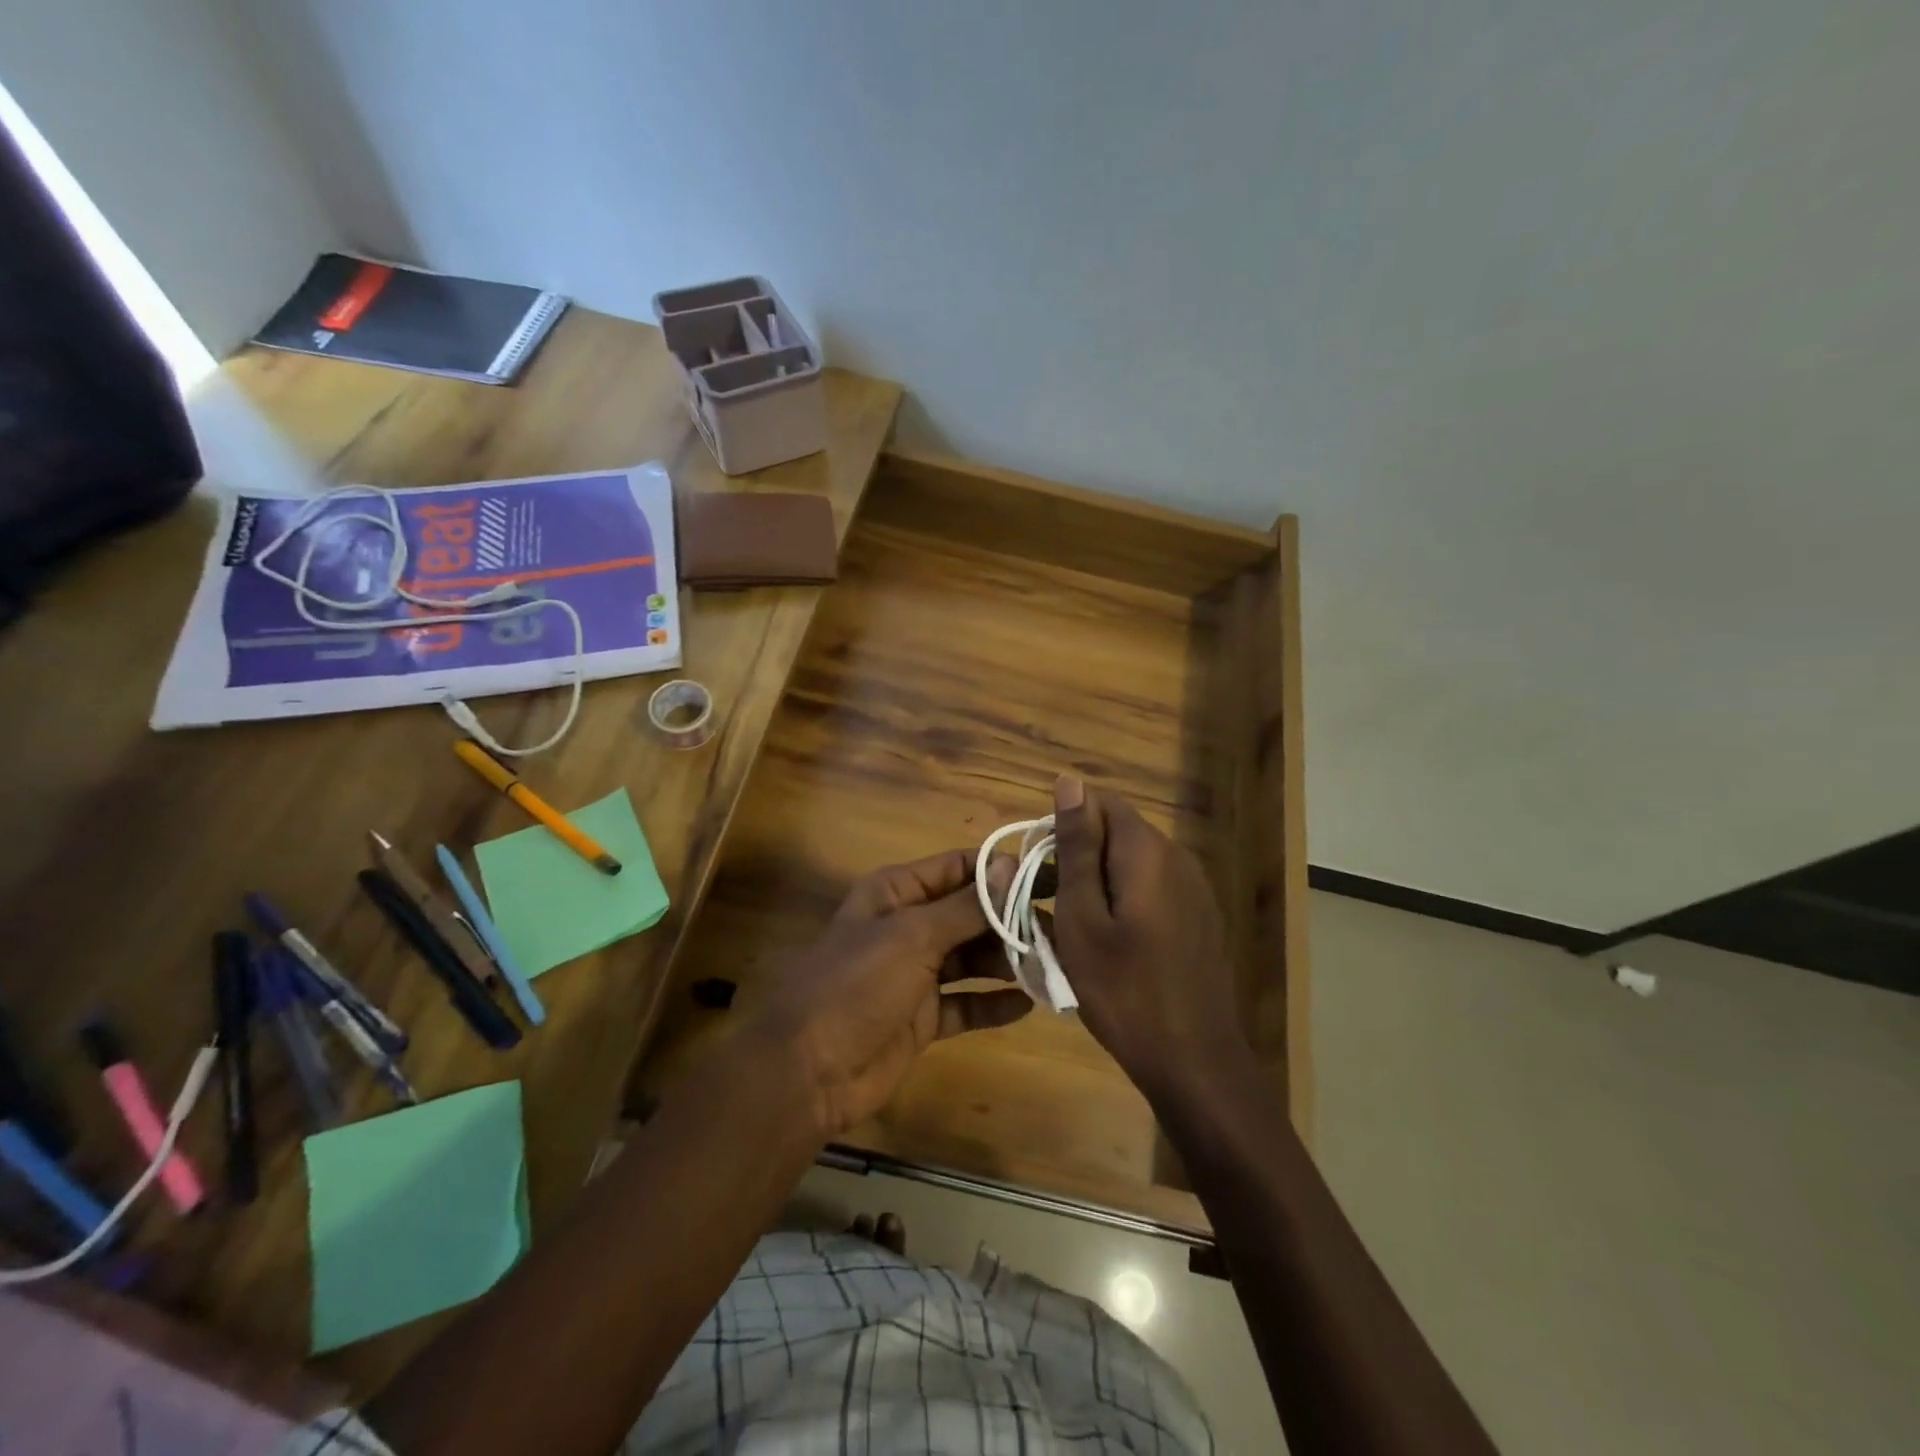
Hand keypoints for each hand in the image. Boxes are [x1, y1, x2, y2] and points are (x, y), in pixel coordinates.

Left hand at [745, 850, 1030, 1139]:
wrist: (809, 1072)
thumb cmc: (857, 985)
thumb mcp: (913, 937)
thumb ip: (966, 906)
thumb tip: (1011, 865)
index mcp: (897, 892)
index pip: (959, 867)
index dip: (1003, 870)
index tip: (1052, 876)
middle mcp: (909, 926)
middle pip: (970, 913)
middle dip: (1013, 919)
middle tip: (1063, 928)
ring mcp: (916, 973)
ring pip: (972, 958)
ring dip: (1008, 961)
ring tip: (1054, 965)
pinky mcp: (923, 1017)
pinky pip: (966, 1003)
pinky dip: (993, 1003)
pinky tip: (1028, 1005)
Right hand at [1049, 775, 1246, 1102]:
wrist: (1195, 1062)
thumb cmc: (1124, 991)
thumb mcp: (1082, 917)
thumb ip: (1077, 847)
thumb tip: (1069, 781)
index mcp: (1147, 850)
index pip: (1100, 803)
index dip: (1063, 827)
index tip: (1039, 871)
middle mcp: (1177, 857)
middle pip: (1117, 832)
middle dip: (1079, 856)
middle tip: (1049, 905)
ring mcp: (1194, 888)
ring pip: (1132, 862)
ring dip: (1098, 882)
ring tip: (1073, 929)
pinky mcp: (1199, 915)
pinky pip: (1151, 888)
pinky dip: (1123, 901)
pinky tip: (1110, 945)